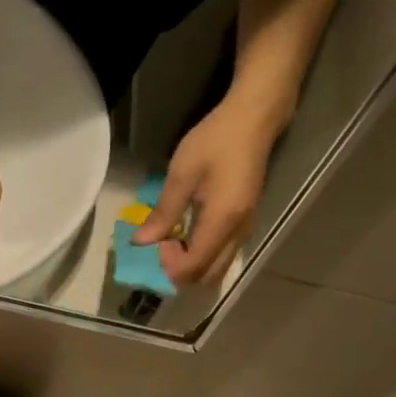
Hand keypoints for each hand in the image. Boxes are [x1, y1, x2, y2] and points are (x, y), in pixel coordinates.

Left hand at [133, 93, 288, 286]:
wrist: (254, 119)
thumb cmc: (216, 141)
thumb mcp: (182, 173)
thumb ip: (163, 212)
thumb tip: (141, 242)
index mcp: (222, 222)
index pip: (193, 267)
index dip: (169, 265)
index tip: (157, 242)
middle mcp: (238, 234)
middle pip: (207, 277)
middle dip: (180, 272)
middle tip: (163, 247)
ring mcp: (245, 230)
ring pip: (216, 270)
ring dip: (192, 266)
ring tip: (173, 242)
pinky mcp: (245, 224)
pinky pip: (222, 256)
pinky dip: (203, 257)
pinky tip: (188, 235)